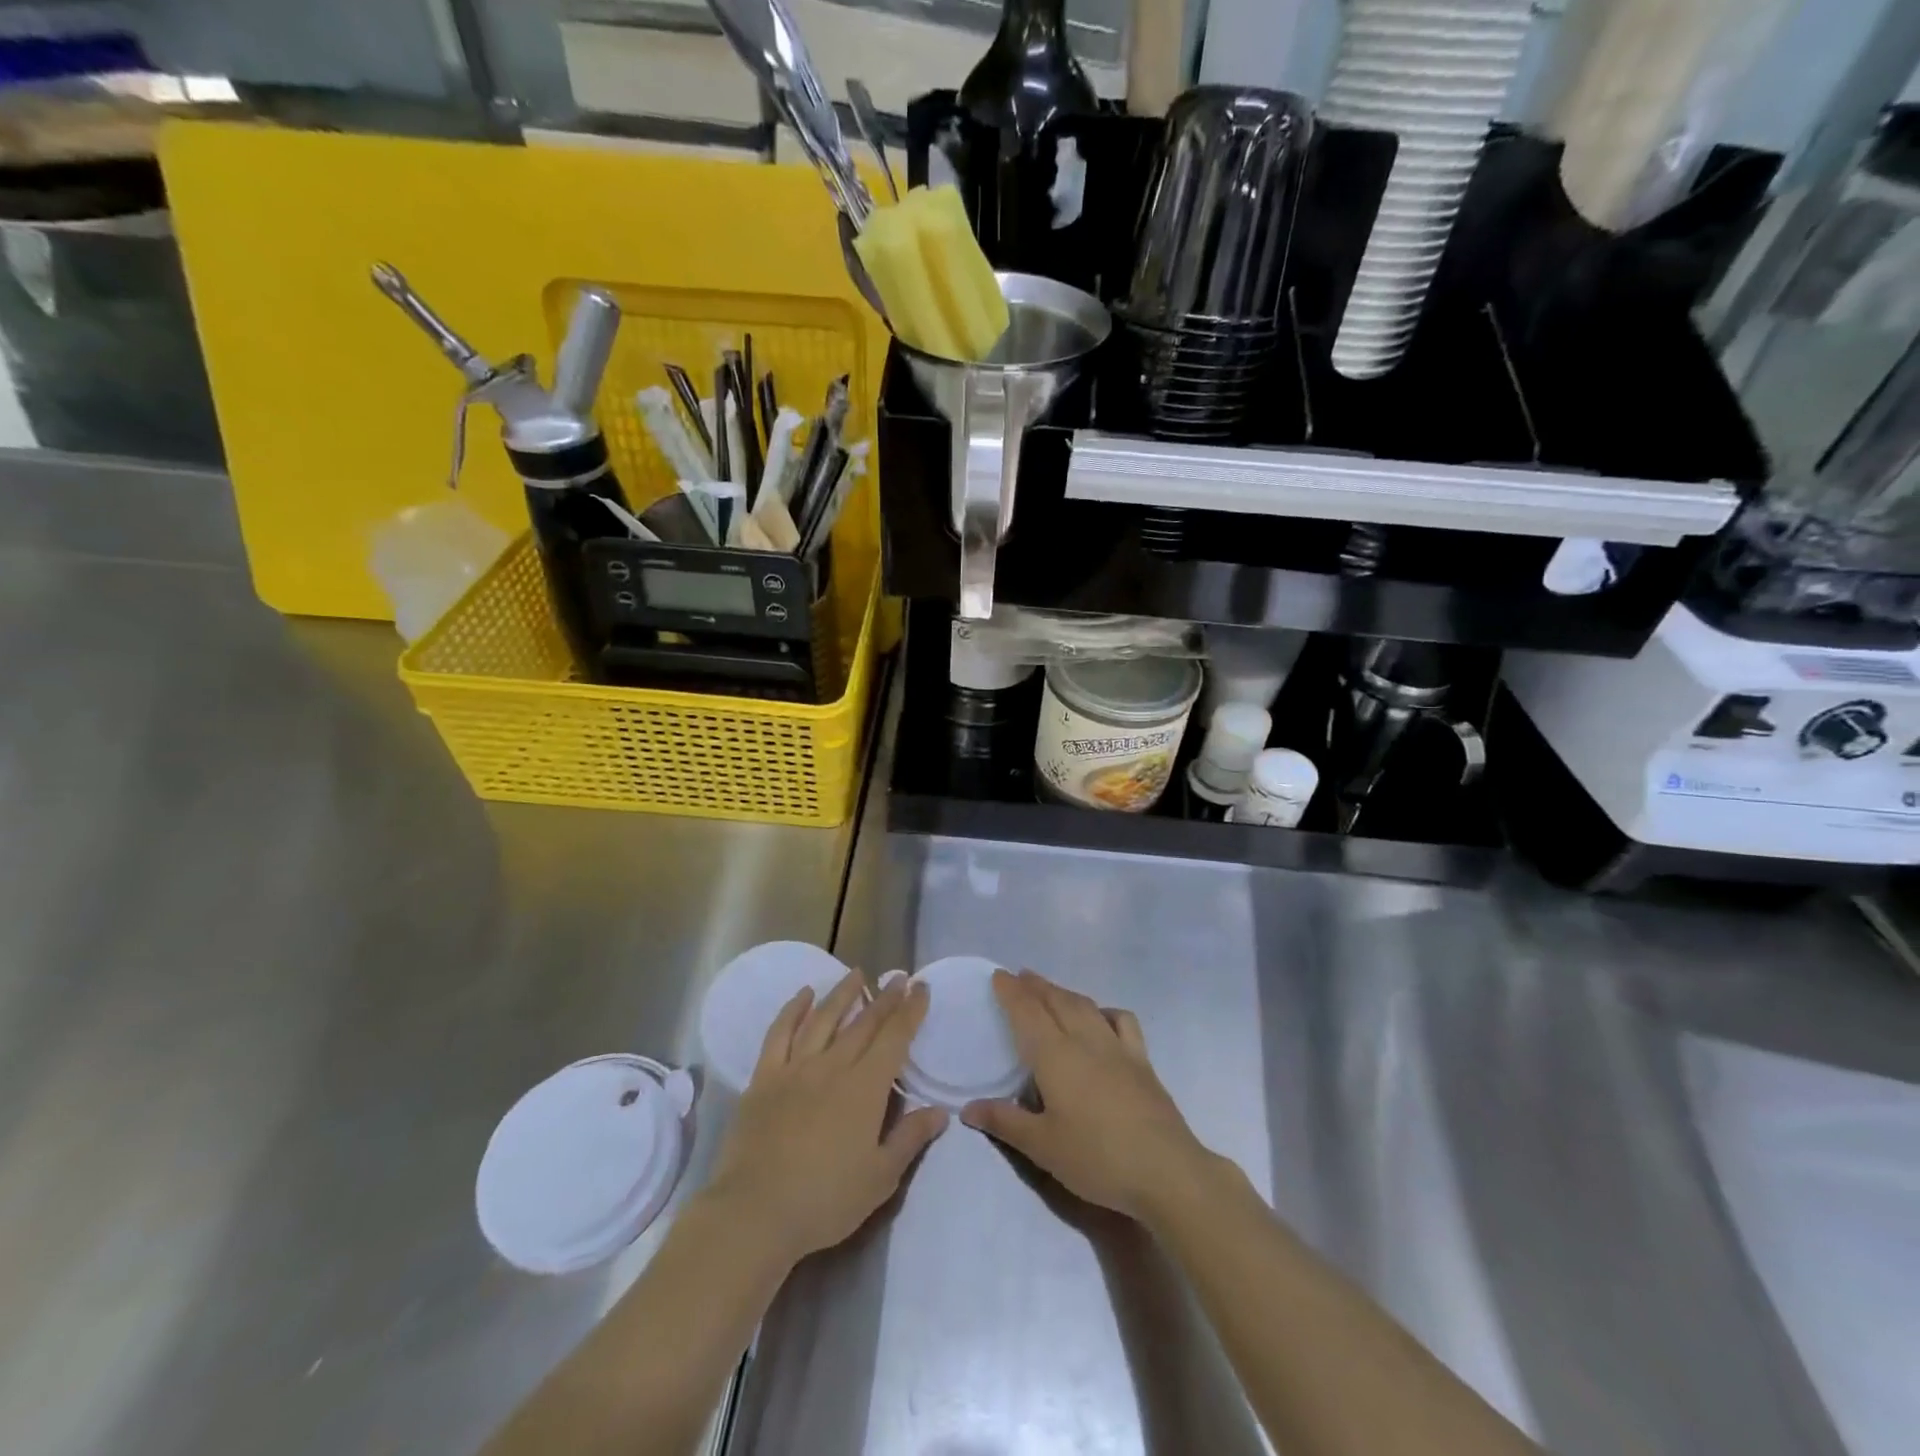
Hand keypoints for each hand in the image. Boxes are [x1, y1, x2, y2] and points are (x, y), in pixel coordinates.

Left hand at [707, 971, 948, 1267]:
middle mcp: (833, 1066)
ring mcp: (795, 1068)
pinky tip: (803, 995)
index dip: (910, 1011)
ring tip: (856, 973)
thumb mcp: (880, 1178)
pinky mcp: (764, 1078)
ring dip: (842, 993)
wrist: (755, 1212)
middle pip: (863, 1023)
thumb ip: (910, 1138)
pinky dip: (793, 1010)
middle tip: (898, 978)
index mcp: (865, 1088)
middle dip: (884, 998)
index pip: (895, 1038)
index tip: (921, 988)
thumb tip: (940, 1111)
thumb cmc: (825, 1200)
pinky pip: (780, 1033)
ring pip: (824, 1018)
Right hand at [961, 970, 1211, 1222]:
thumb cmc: (1097, 1158)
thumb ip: (1005, 1122)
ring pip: (1086, 1006)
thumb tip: (968, 1107)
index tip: (999, 975)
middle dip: (1036, 986)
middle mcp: (1085, 1040)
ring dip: (1064, 992)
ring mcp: (1117, 1047)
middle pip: (1057, 1001)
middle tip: (1020, 977)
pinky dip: (1106, 1011)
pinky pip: (1122, 1021)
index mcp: (1055, 1055)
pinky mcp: (1142, 1061)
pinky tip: (1101, 1017)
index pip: (1028, 1012)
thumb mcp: (1043, 1146)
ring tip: (1051, 990)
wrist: (1166, 1170)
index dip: (1012, 992)